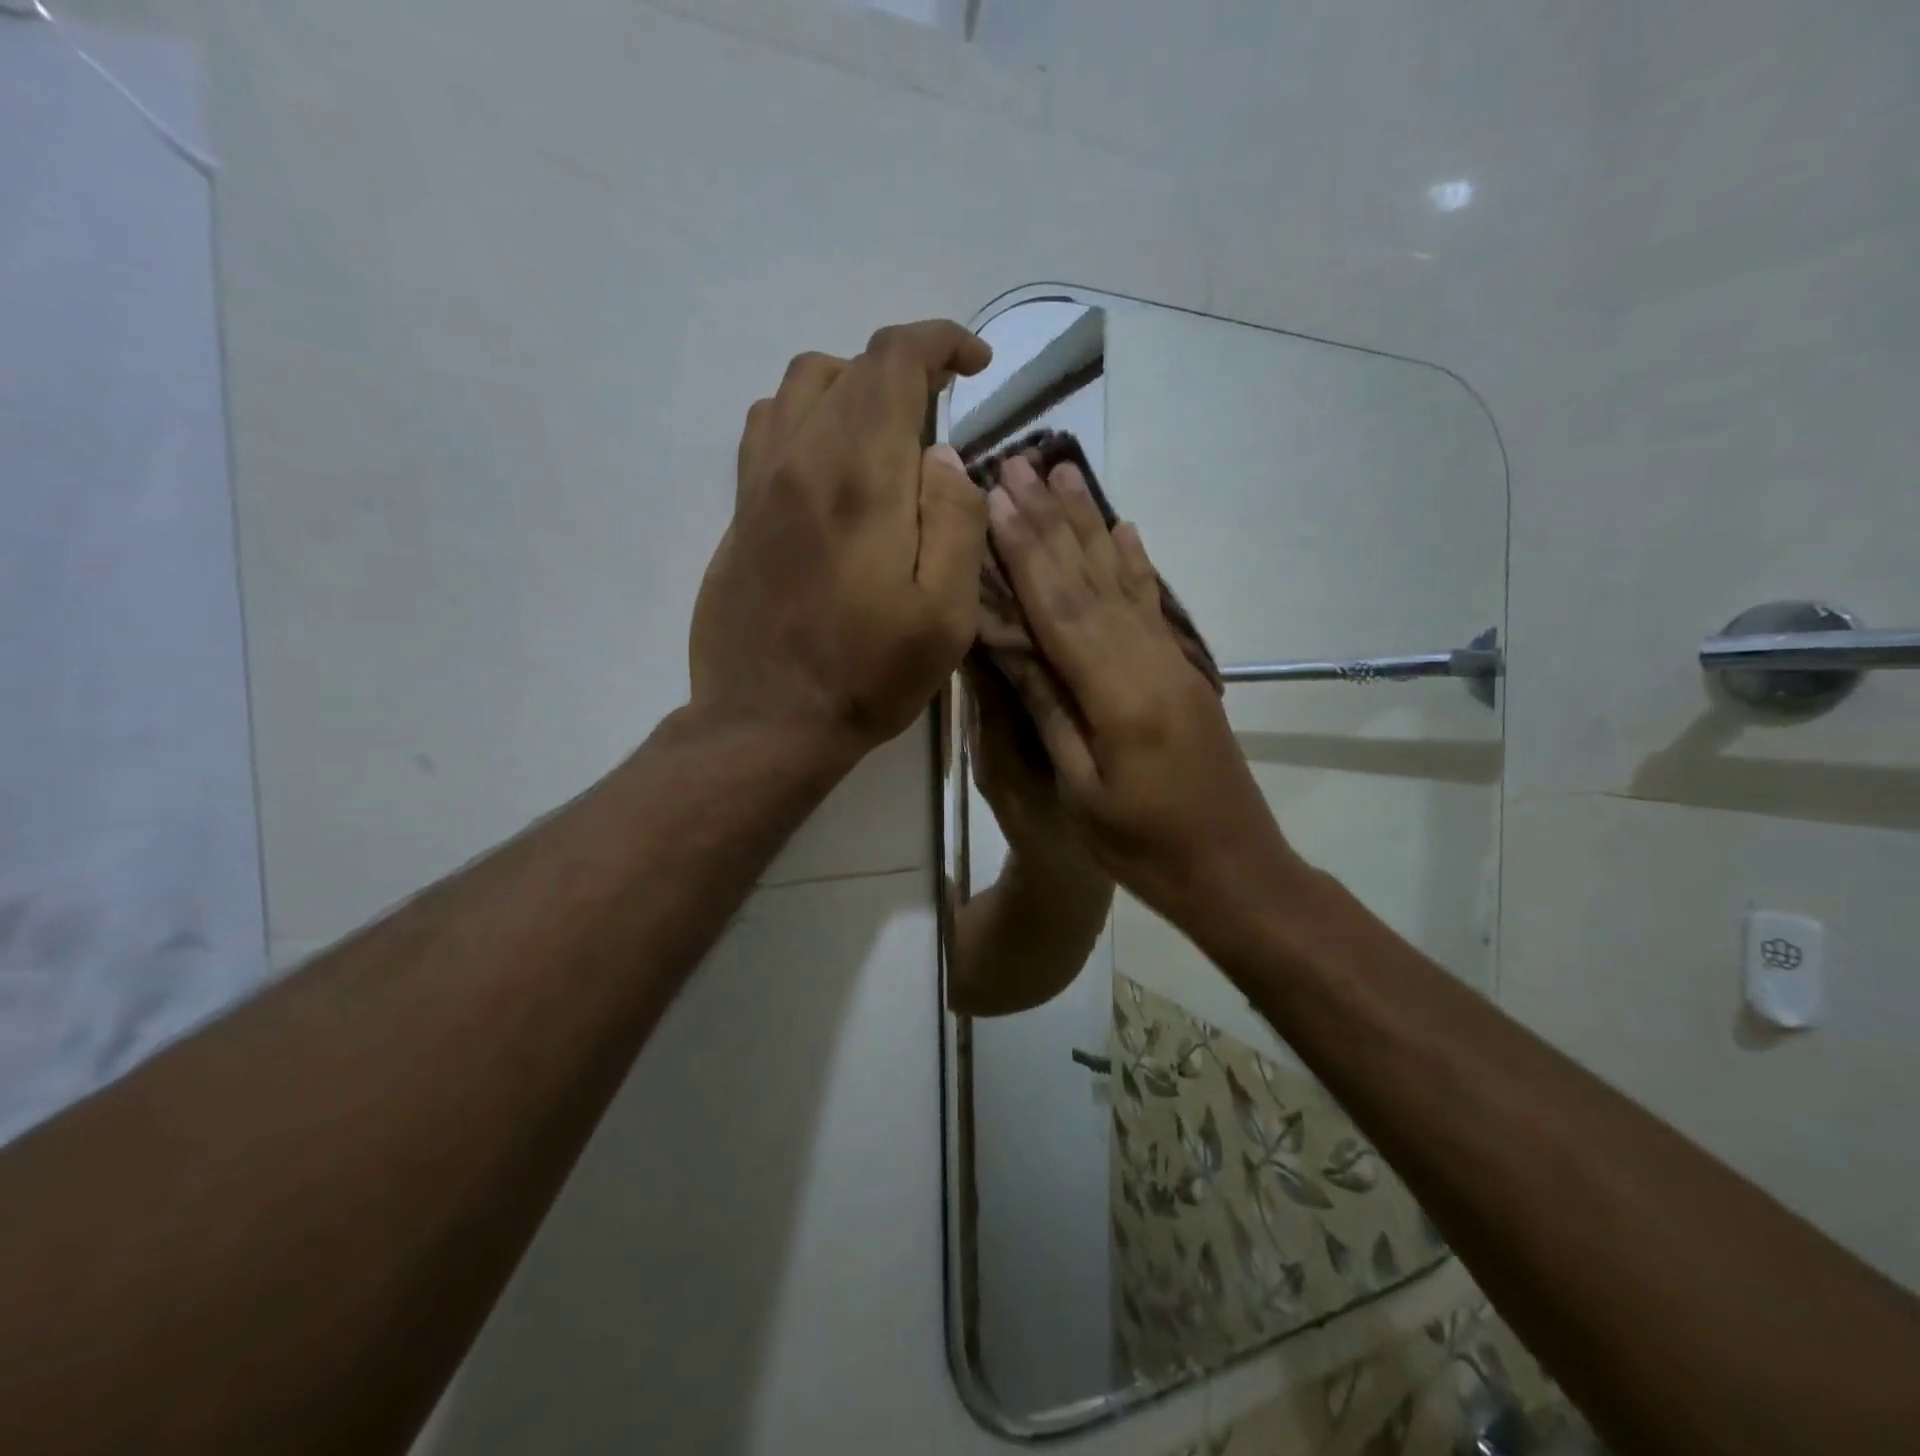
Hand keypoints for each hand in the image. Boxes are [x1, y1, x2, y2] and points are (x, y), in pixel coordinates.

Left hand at [690, 320, 991, 763]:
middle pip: (850, 366)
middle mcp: (801, 459)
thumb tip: (944, 457)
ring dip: (853, 388)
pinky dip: (808, 418)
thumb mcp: (945, 615)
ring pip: (801, 387)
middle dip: (906, 370)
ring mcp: (759, 484)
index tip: (975, 364)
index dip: (940, 342)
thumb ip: (956, 522)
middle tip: (942, 415)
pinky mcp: (739, 513)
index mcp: (859, 477)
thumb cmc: (868, 676)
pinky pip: (768, 429)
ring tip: (887, 435)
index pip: (893, 360)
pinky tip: (830, 464)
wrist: (768, 722)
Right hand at [983, 455, 1301, 926]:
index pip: (1061, 607)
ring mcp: (1173, 661)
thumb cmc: (1143, 847)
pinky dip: (1137, 563)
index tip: (997, 497)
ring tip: (1066, 472)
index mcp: (1118, 694)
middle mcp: (1149, 661)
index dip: (1026, 551)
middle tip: (1018, 464)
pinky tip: (1126, 529)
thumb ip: (1049, 709)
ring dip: (1090, 525)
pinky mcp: (1185, 671)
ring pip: (1123, 580)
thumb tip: (1009, 643)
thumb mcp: (1082, 789)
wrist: (1233, 870)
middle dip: (1051, 520)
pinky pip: (1155, 605)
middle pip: (1091, 578)